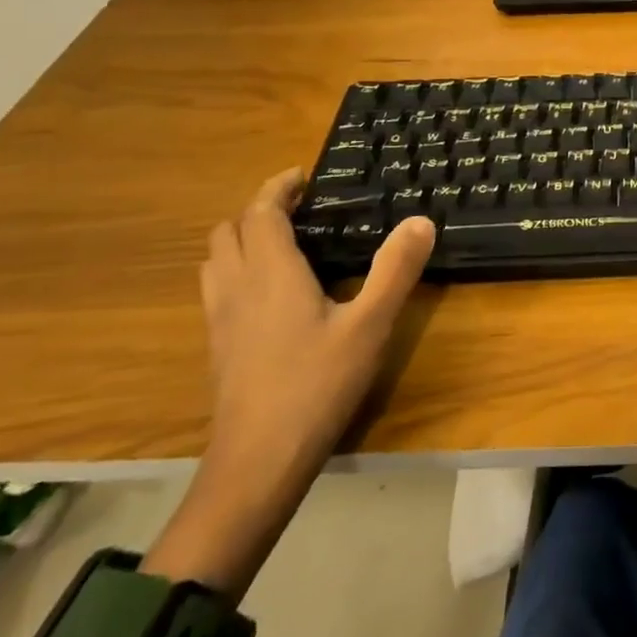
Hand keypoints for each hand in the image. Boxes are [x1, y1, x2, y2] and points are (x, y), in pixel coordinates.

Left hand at [197, 169, 436, 503]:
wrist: (258, 460)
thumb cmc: (317, 384)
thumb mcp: (371, 325)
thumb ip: (395, 270)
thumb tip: (420, 221)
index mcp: (271, 273)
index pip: (260, 212)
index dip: (278, 188)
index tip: (302, 175)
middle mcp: (237, 287)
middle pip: (229, 231)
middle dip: (259, 210)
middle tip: (299, 209)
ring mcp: (220, 319)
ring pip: (216, 260)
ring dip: (242, 239)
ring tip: (282, 243)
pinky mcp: (217, 347)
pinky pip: (218, 288)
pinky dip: (238, 270)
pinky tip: (270, 294)